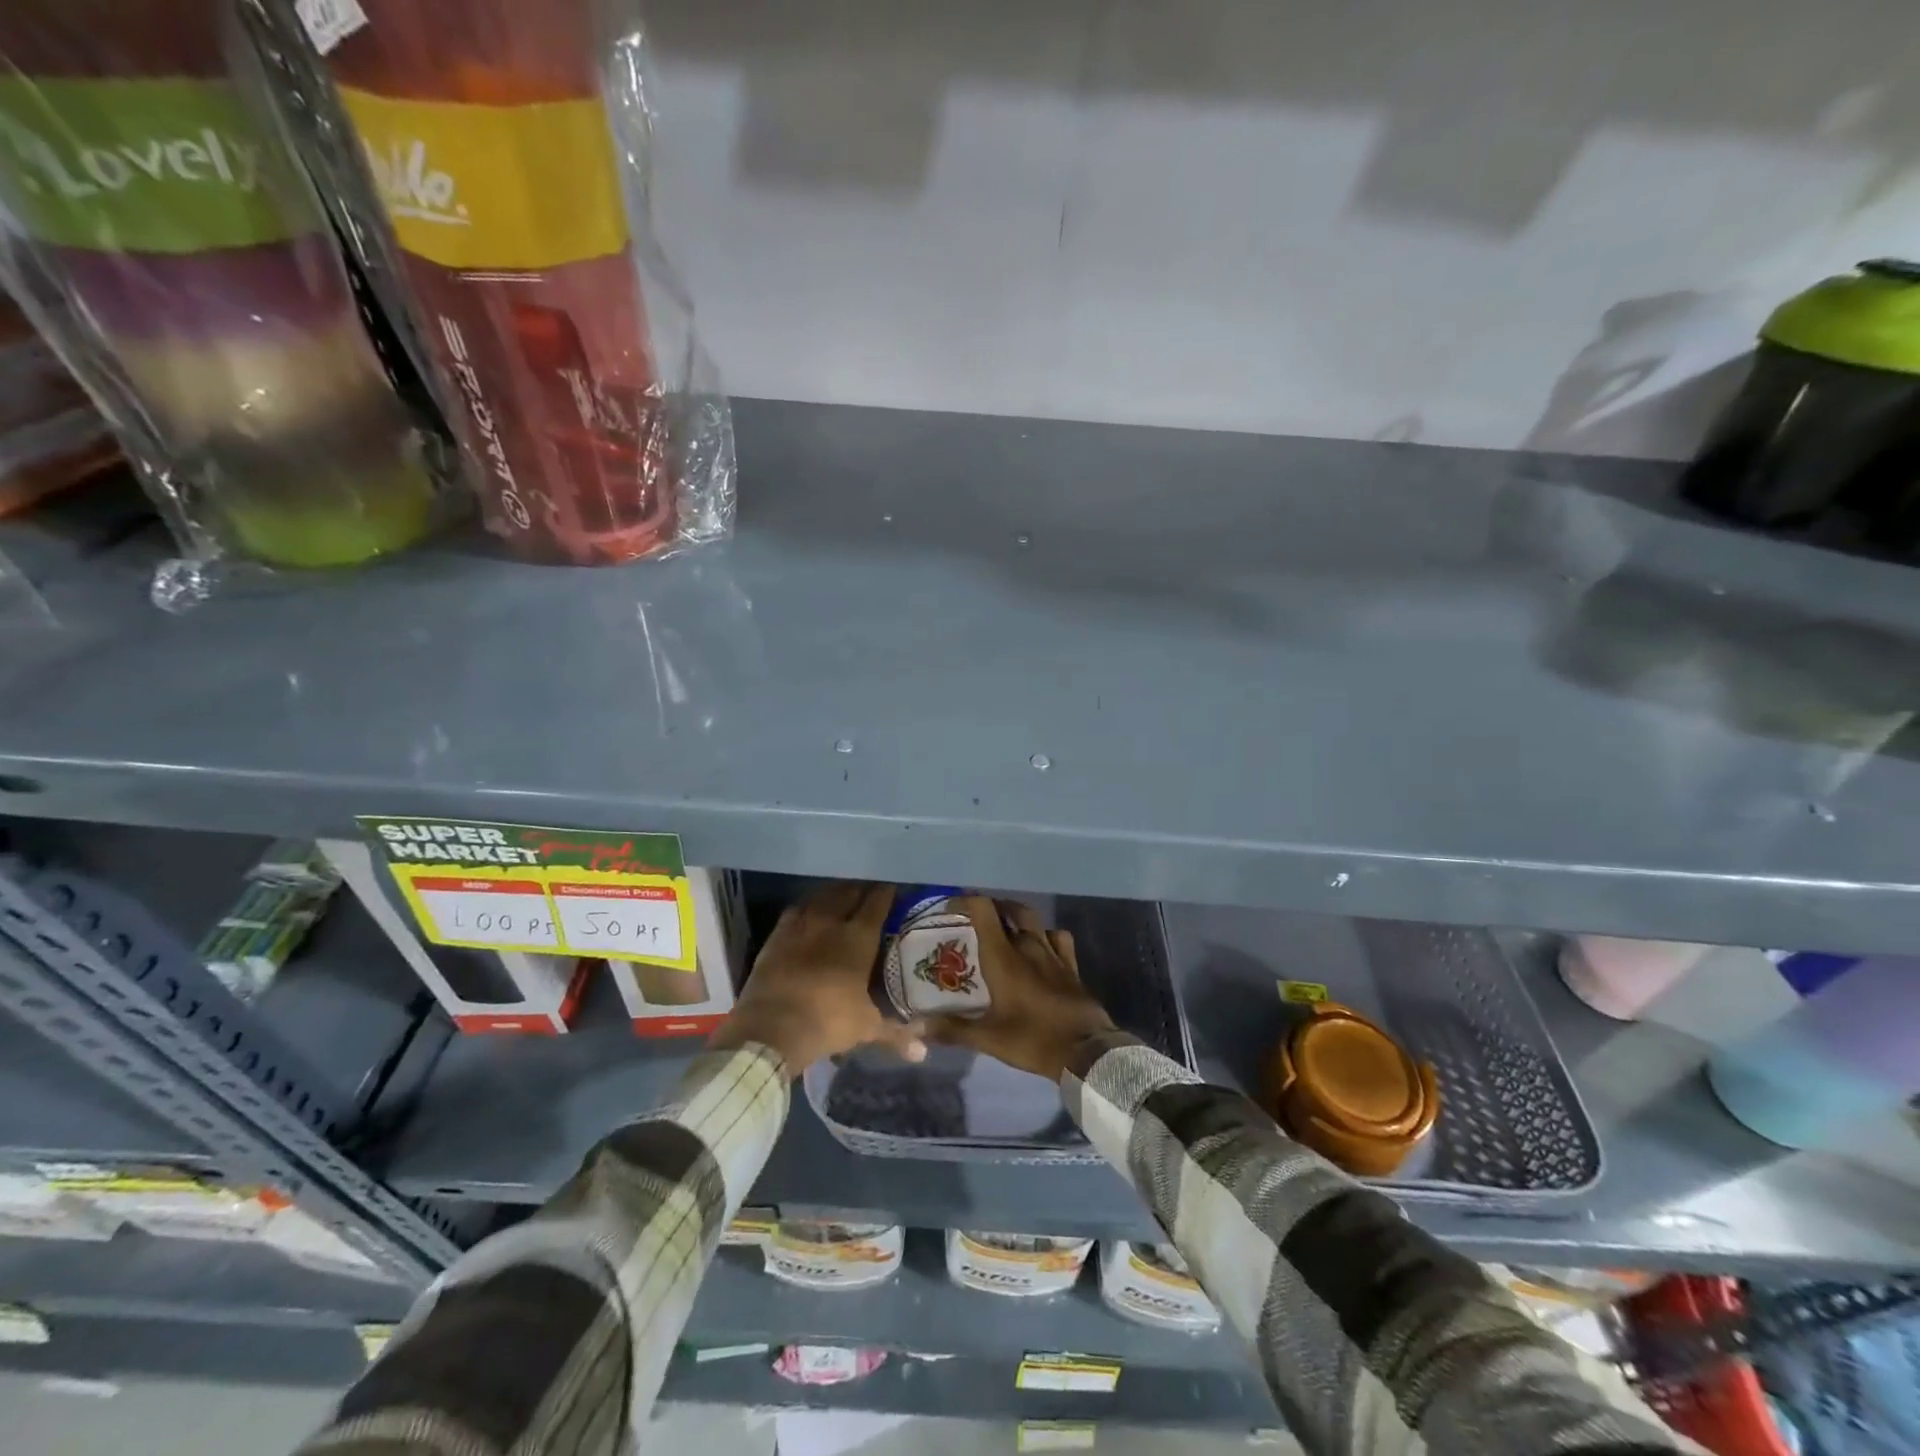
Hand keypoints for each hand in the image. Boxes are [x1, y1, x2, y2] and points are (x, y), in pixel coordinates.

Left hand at [711, 881, 926, 1075]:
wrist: (771, 1028)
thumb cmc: (828, 1022)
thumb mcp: (866, 1028)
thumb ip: (896, 1033)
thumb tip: (922, 1052)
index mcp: (859, 937)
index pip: (878, 902)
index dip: (888, 891)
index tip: (895, 887)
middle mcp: (831, 922)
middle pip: (850, 892)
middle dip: (862, 888)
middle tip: (872, 890)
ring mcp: (801, 925)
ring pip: (822, 896)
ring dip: (835, 893)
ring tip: (843, 895)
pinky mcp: (777, 935)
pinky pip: (796, 910)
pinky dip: (807, 907)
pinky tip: (810, 912)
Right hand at [924, 897, 1114, 1080]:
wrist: (1085, 1050)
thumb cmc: (1033, 1040)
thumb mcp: (988, 1038)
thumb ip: (952, 1029)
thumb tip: (917, 1026)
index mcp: (1004, 957)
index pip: (984, 911)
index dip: (966, 902)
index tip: (952, 908)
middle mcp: (1028, 946)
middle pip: (1011, 909)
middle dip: (993, 907)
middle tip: (978, 919)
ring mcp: (1053, 954)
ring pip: (1035, 920)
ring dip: (1018, 917)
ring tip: (1006, 927)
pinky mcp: (1071, 966)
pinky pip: (1059, 938)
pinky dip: (1047, 935)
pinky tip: (1042, 945)